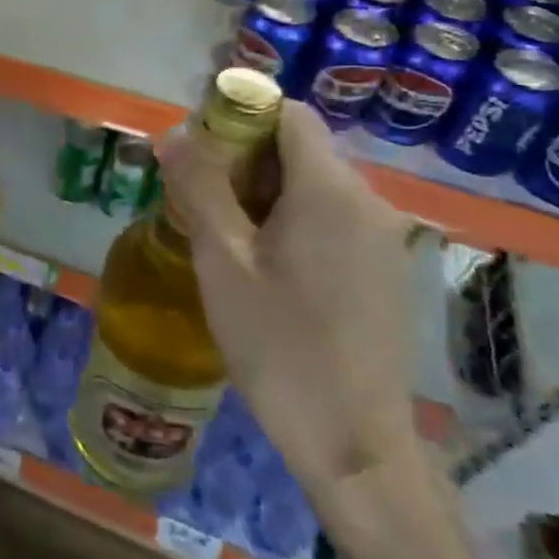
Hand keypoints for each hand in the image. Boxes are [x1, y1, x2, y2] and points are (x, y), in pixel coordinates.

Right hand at [155, 100, 414, 500]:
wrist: (352, 444)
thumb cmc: (279, 345)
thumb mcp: (222, 260)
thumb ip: (198, 187)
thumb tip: (174, 133)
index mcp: (331, 191)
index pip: (288, 114)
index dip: (239, 117)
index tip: (197, 154)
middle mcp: (369, 202)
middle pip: (299, 149)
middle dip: (243, 162)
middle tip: (198, 205)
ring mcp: (383, 238)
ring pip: (312, 186)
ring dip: (262, 195)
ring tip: (222, 242)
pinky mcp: (384, 270)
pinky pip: (330, 220)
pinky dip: (289, 222)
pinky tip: (262, 270)